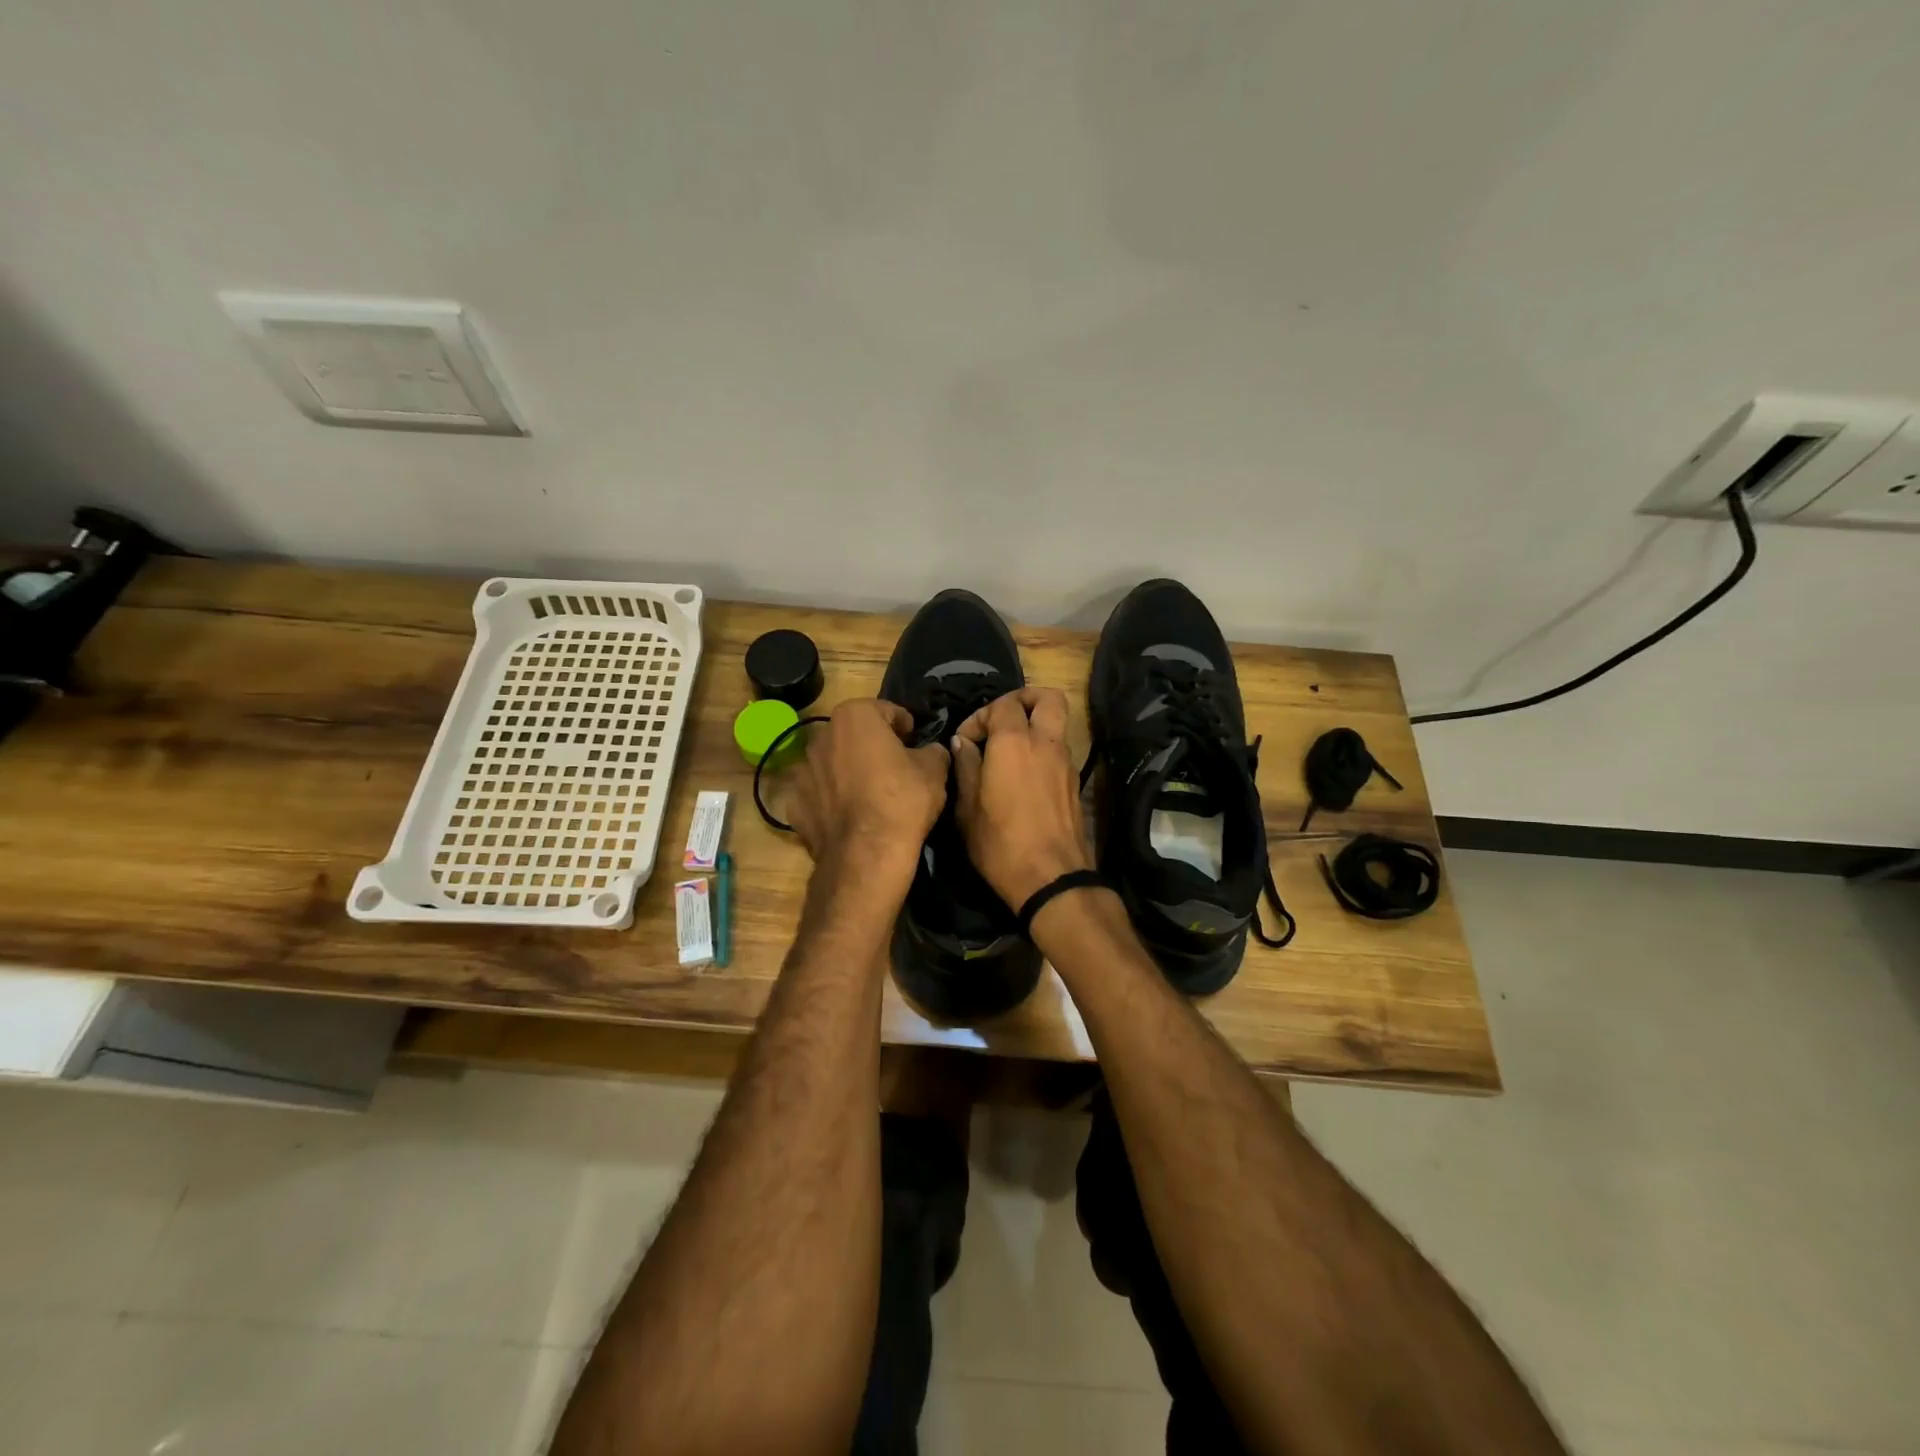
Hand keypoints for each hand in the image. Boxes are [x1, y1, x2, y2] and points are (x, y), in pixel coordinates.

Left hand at [783, 699, 948, 866]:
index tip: (915, 743)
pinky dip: (831, 801)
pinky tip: (850, 818)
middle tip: (894, 768)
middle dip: (872, 746)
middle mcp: (821, 736)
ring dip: (848, 772)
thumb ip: (932, 750)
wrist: (868, 854)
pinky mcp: (794, 804)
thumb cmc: (903, 799)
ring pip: (833, 764)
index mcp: (855, 716)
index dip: (906, 727)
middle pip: (854, 735)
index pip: (887, 712)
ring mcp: (802, 771)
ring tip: (870, 796)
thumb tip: (929, 751)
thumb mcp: (935, 769)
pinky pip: (818, 794)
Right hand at [950, 687, 1095, 911]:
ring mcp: (1066, 763)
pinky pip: (1059, 750)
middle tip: (1001, 721)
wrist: (1051, 879)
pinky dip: (1042, 751)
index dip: (980, 716)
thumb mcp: (967, 808)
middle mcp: (1046, 743)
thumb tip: (962, 742)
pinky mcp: (1075, 783)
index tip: (965, 741)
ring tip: (1008, 752)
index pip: (1002, 704)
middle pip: (1048, 698)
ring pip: (1056, 724)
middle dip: (1024, 699)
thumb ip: (965, 766)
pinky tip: (1022, 777)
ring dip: (1034, 727)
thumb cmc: (1000, 843)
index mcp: (1015, 742)